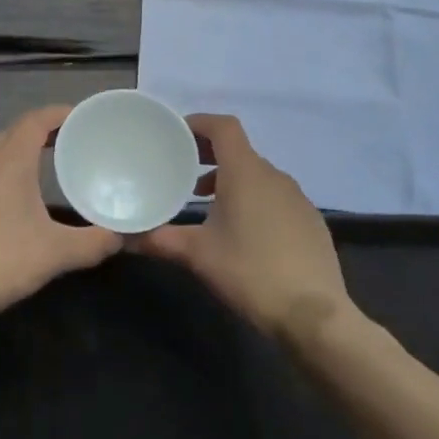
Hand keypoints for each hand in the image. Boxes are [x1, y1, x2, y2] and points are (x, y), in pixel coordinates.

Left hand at [0, 105, 120, 331]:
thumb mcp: (55, 254)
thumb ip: (93, 242)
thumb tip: (120, 236)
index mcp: (9, 161)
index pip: (36, 120)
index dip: (59, 113)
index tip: (80, 117)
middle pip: (13, 133)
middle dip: (39, 134)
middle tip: (65, 145)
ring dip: (12, 151)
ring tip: (32, 166)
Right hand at [134, 114, 355, 337]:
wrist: (314, 315)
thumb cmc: (250, 272)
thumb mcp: (197, 255)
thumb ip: (159, 240)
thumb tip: (124, 238)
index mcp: (246, 173)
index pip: (224, 127)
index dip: (200, 123)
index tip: (177, 134)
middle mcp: (274, 176)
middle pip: (239, 150)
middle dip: (209, 154)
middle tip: (183, 171)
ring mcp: (298, 198)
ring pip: (258, 175)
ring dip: (231, 179)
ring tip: (208, 203)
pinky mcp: (311, 221)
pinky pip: (276, 197)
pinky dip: (254, 199)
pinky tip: (244, 232)